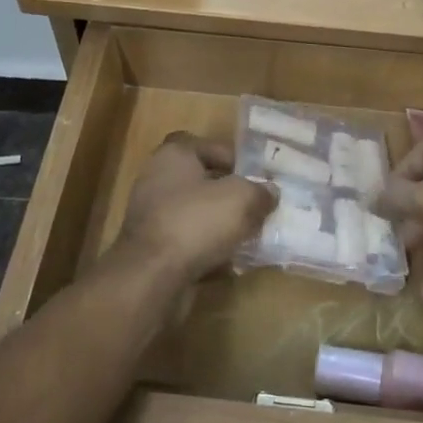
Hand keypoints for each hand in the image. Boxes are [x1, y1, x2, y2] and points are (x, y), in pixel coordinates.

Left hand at [114, 133, 276, 284]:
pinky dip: (208, 249)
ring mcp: (152, 215)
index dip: (236, 159)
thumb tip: (269, 192)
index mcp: (174, 155)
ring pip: (197, 214)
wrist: (152, 276)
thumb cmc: (196, 222)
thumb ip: (260, 191)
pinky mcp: (152, 247)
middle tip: (258, 207)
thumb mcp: (242, 199)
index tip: (258, 178)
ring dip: (221, 225)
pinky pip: (188, 242)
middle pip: (203, 181)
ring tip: (250, 236)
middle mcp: (158, 179)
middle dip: (231, 195)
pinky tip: (231, 263)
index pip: (209, 146)